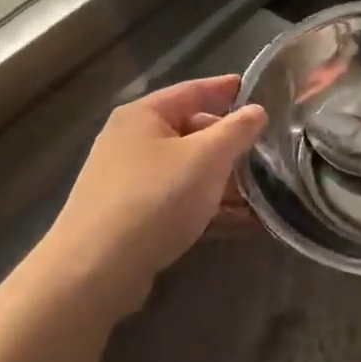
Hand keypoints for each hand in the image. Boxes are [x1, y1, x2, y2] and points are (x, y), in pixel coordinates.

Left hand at [48, 75, 267, 311]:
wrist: (95, 272)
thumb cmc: (155, 198)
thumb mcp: (206, 157)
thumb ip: (237, 130)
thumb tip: (257, 111)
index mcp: (143, 115)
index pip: (193, 90)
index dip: (226, 89)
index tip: (258, 91)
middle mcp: (130, 141)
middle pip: (189, 130)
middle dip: (228, 140)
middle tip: (265, 148)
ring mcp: (127, 181)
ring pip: (185, 169)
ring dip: (222, 178)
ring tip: (261, 189)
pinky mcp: (129, 218)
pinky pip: (177, 200)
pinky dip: (206, 205)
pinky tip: (238, 221)